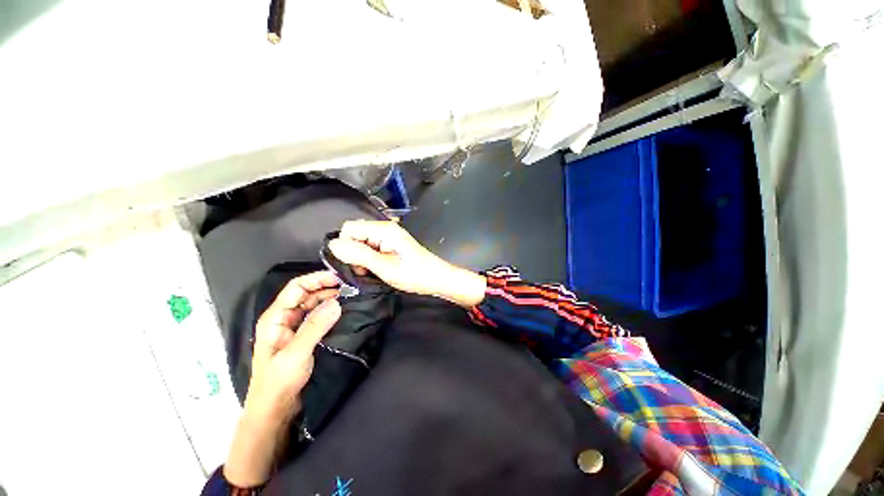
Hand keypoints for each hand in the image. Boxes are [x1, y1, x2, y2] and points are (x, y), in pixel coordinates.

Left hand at [224, 271, 341, 487]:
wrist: (274, 409)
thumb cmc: (278, 382)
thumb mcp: (296, 354)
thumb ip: (315, 327)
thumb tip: (337, 302)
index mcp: (275, 317)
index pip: (296, 288)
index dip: (316, 279)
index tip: (339, 278)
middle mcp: (284, 318)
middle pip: (305, 294)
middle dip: (326, 287)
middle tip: (349, 286)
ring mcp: (293, 327)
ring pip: (312, 304)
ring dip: (329, 298)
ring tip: (349, 295)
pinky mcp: (303, 335)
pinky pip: (316, 316)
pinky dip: (329, 310)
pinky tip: (342, 310)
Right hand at [328, 220, 485, 307]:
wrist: (436, 279)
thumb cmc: (414, 274)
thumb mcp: (384, 267)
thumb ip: (358, 254)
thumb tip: (333, 244)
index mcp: (383, 229)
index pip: (349, 228)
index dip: (345, 246)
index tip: (353, 264)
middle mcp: (385, 229)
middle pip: (355, 235)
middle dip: (353, 253)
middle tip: (365, 270)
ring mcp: (388, 237)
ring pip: (362, 244)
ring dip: (361, 259)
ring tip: (373, 272)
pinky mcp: (391, 245)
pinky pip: (371, 249)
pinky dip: (369, 260)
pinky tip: (378, 270)